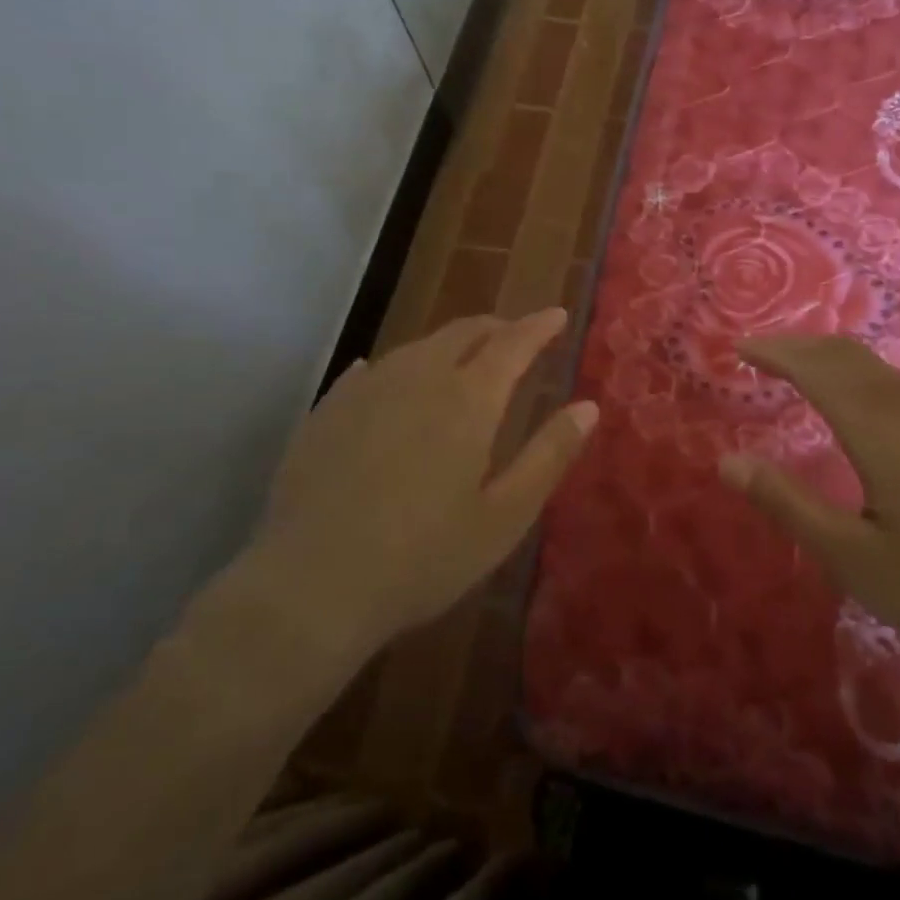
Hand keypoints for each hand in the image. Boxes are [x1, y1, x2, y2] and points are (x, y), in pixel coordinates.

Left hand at [248, 309, 596, 652]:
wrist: (311, 585)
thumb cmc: (423, 557)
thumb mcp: (504, 516)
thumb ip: (549, 455)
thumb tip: (588, 407)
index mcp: (469, 399)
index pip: (513, 343)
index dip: (539, 326)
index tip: (556, 315)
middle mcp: (419, 377)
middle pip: (464, 332)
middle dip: (496, 328)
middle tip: (515, 336)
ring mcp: (367, 388)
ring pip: (418, 346)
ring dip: (449, 344)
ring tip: (463, 358)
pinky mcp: (328, 409)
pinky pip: (372, 369)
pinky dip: (398, 367)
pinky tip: (390, 379)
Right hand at [720, 334, 899, 675]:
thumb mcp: (856, 560)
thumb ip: (789, 505)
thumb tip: (727, 461)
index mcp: (879, 430)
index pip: (815, 368)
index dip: (774, 352)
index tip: (739, 347)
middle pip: (849, 355)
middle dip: (800, 345)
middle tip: (763, 352)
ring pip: (882, 370)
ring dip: (836, 361)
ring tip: (806, 374)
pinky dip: (869, 380)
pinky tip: (872, 412)